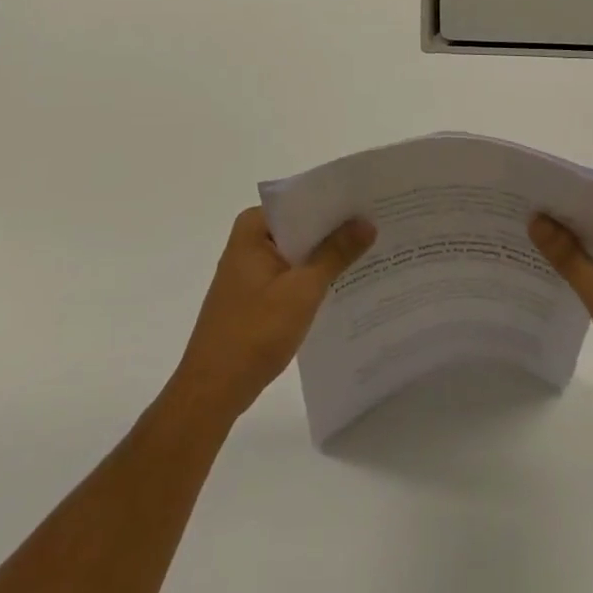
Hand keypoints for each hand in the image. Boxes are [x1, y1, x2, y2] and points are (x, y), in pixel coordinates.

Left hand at [172, 207, 375, 423]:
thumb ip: (335, 253)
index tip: (371, 202)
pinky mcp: (255, 294)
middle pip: (301, 225)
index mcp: (253, 227)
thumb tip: (366, 222)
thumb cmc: (255, 332)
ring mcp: (251, 269)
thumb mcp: (302, 290)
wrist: (212, 391)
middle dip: (336, 229)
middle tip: (379, 224)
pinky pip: (291, 274)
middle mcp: (249, 240)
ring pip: (298, 252)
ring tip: (372, 251)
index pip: (301, 201)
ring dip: (327, 255)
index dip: (336, 202)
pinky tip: (345, 284)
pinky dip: (313, 277)